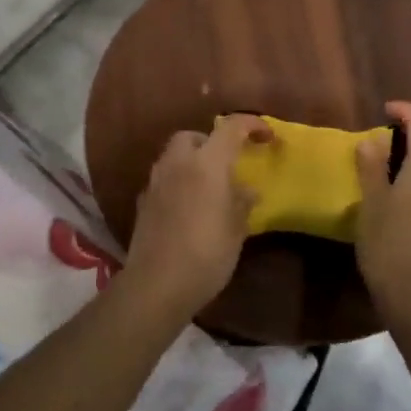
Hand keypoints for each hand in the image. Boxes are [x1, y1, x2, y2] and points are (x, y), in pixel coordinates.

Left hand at [121, 114, 268, 318]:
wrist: (157, 284)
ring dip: (192, 162)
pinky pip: (164, 180)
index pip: (231, 128)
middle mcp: (177, 164)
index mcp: (207, 164)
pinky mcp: (143, 203)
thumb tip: (247, 190)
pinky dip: (178, 183)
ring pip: (174, 156)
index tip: (267, 137)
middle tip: (228, 163)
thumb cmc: (206, 254)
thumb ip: (242, 203)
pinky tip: (188, 207)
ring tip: (210, 187)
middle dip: (211, 142)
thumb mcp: (236, 230)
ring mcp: (156, 182)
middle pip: (192, 136)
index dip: (252, 125)